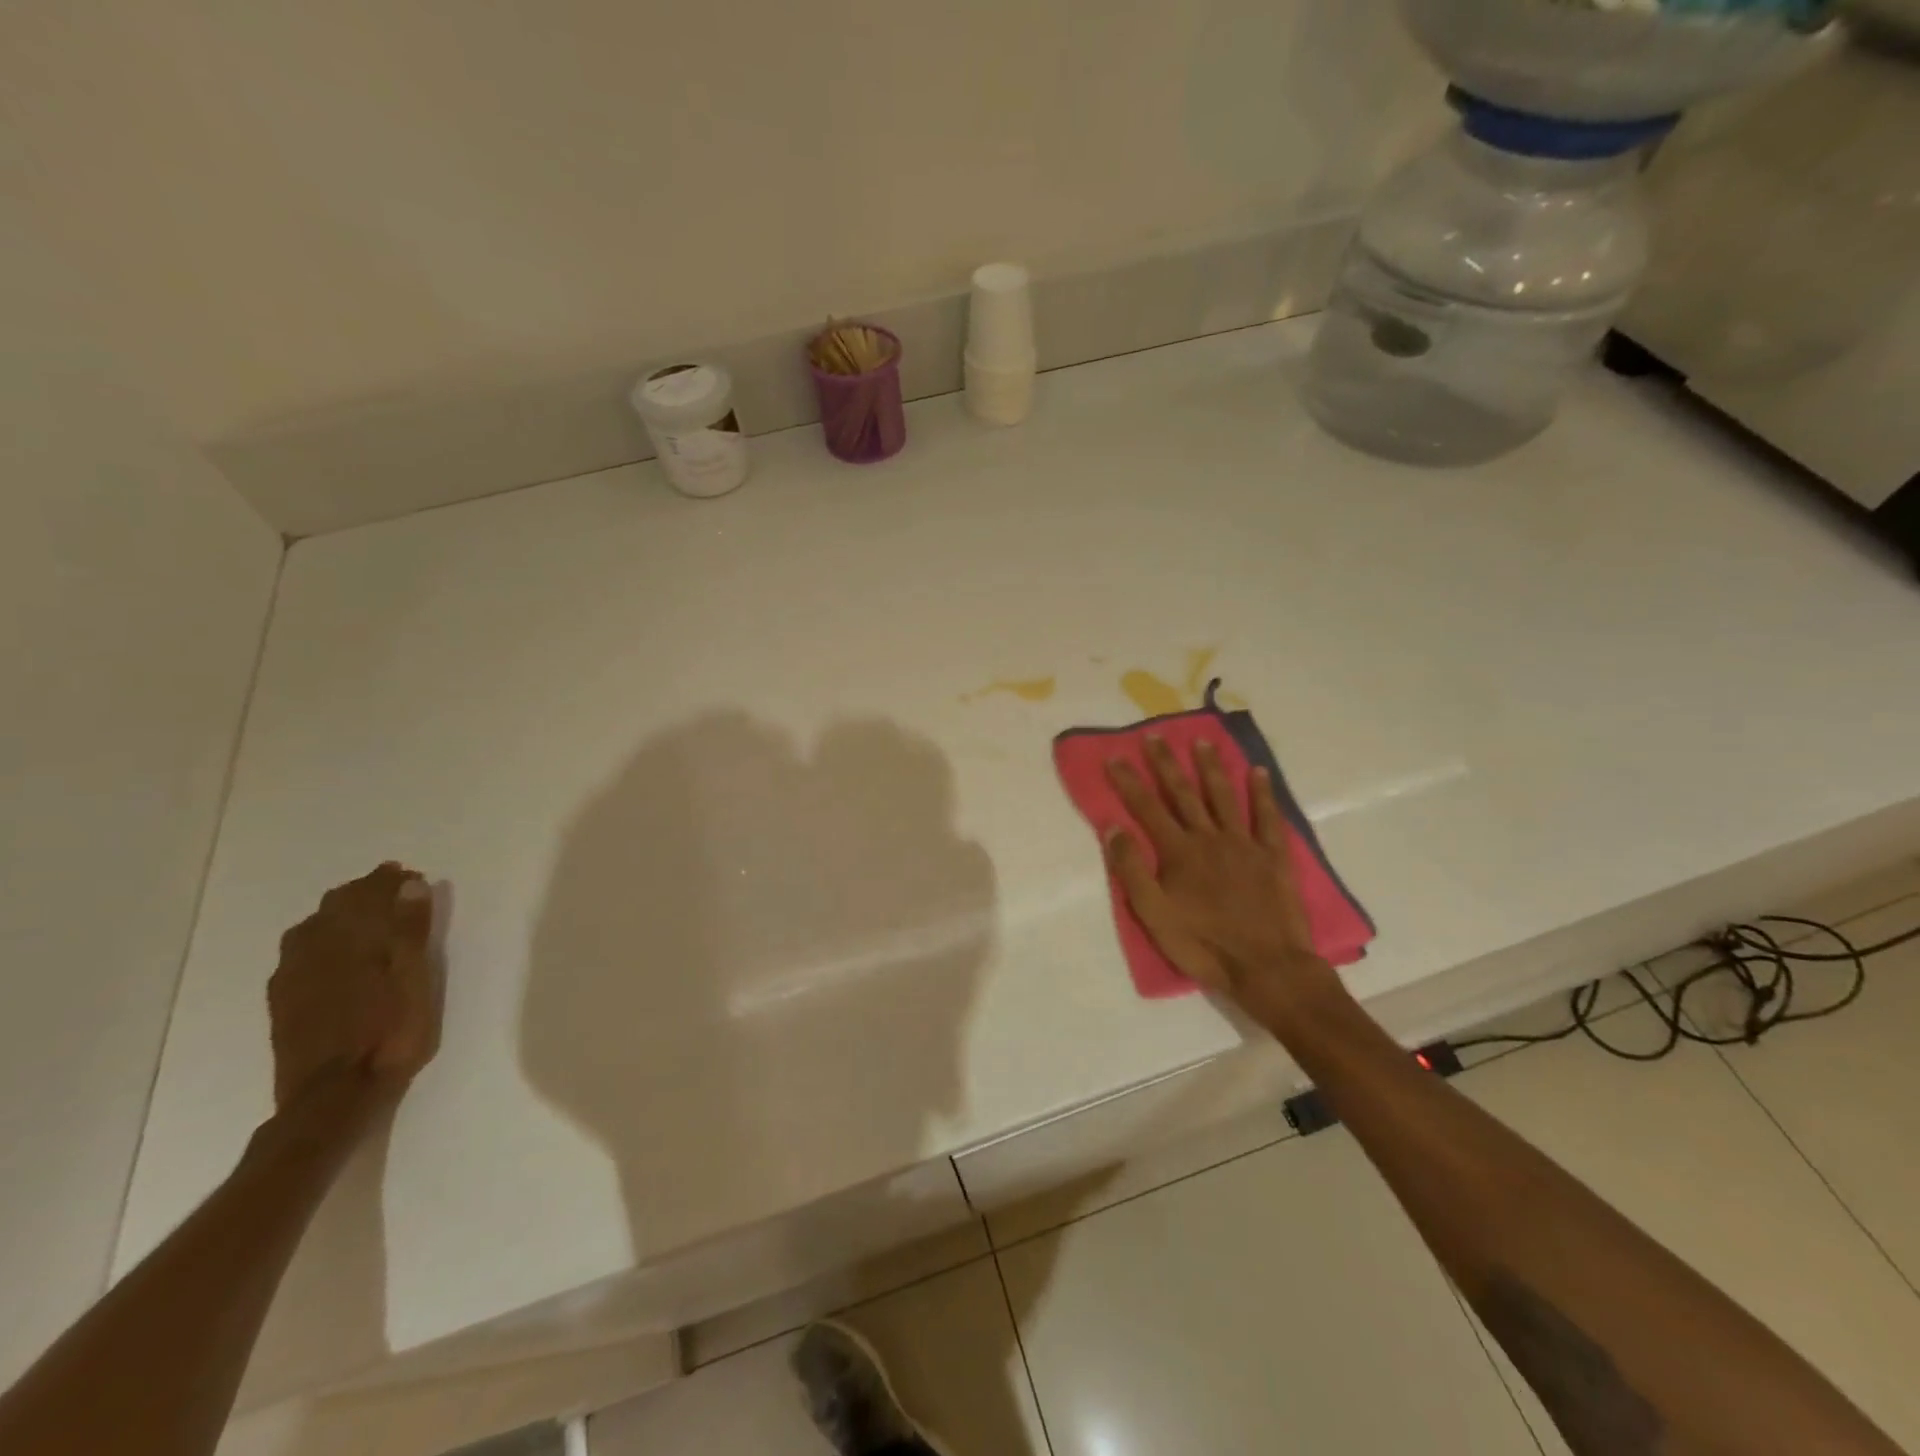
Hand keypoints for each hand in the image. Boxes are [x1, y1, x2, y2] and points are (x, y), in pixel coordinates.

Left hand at [268, 863, 440, 1110]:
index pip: (369, 895)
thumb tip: (408, 886)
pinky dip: (318, 936)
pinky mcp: (284, 999)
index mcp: (352, 942)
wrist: (333, 1097)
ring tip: (363, 913)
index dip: (389, 882)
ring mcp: (293, 976)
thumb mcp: (415, 981)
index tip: (410, 876)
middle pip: (336, 906)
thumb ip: (410, 932)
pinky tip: (328, 948)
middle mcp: (315, 950)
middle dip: (364, 892)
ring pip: (312, 926)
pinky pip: (298, 951)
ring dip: (339, 912)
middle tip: (393, 890)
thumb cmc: (389, 1034)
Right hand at [1104, 738, 1343, 1010]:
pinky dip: (1262, 793)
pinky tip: (1258, 772)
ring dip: (1211, 768)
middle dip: (1166, 764)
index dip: (1129, 781)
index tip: (1115, 756)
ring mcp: (1244, 844)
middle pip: (1183, 794)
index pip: (1147, 808)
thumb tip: (1113, 828)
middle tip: (1155, 736)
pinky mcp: (1274, 856)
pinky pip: (1267, 817)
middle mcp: (1209, 838)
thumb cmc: (1204, 945)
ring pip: (1223, 796)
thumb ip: (1132, 870)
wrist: (1267, 967)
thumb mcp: (1154, 915)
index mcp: (1178, 852)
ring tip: (1202, 742)